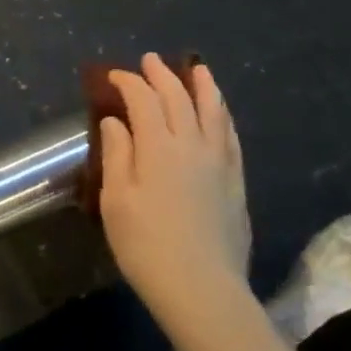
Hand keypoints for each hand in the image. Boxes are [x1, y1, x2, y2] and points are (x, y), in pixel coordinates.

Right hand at [99, 55, 251, 336]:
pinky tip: (219, 113)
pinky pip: (230, 135)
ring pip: (212, 111)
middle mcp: (192, 144)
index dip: (128, 83)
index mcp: (158, 146)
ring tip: (197, 70)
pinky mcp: (236, 182)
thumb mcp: (116, 200)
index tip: (114, 77)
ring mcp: (219, 162)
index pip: (143, 100)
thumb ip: (117, 154)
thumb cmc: (146, 246)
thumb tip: (115, 121)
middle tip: (150, 61)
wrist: (203, 290)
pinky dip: (222, 115)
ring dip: (202, 87)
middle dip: (162, 75)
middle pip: (178, 98)